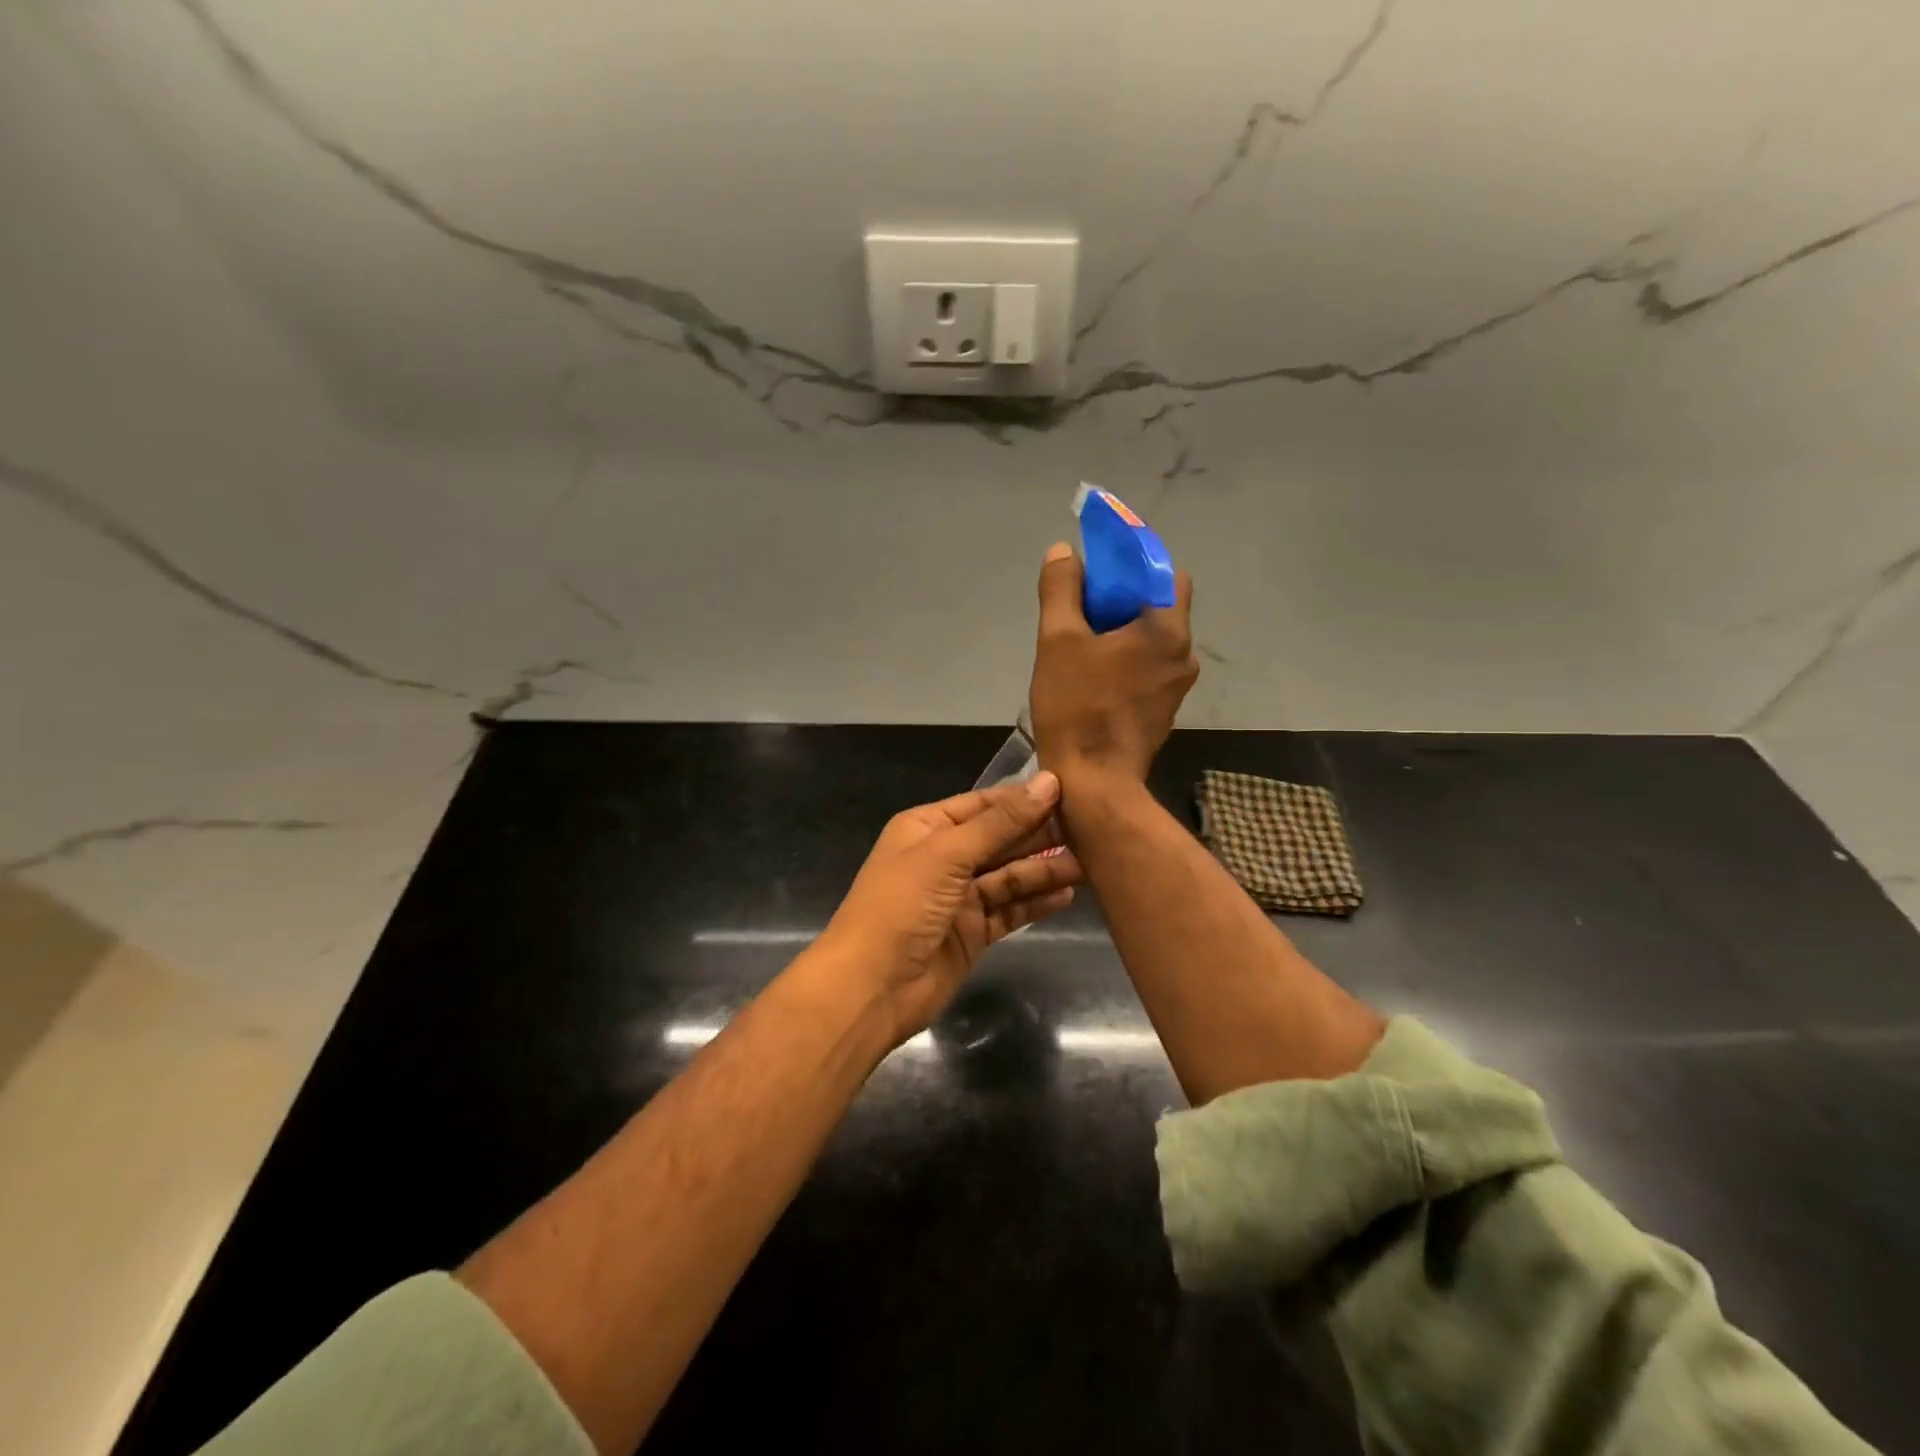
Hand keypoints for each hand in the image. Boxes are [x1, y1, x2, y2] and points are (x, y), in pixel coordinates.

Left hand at [814, 773, 1082, 1046]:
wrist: (871, 987)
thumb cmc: (901, 906)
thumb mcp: (947, 854)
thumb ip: (1000, 822)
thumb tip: (1047, 782)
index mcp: (927, 827)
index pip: (984, 804)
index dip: (1024, 799)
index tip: (1070, 791)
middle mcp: (943, 857)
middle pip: (1000, 839)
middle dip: (1040, 835)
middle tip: (1090, 829)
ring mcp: (958, 897)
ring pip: (1009, 876)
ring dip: (1044, 869)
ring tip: (1089, 863)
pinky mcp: (972, 932)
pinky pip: (1009, 910)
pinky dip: (1035, 902)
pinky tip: (1067, 894)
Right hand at [1028, 542, 1197, 786]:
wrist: (1094, 783)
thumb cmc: (1077, 707)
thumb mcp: (1058, 641)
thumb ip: (1061, 590)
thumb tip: (1064, 552)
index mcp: (1167, 629)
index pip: (1166, 572)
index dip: (1135, 563)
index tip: (1099, 569)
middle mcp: (1184, 653)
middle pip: (1159, 606)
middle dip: (1122, 598)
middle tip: (1081, 606)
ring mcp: (1177, 686)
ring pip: (1152, 640)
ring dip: (1122, 632)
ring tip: (1081, 642)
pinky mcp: (1164, 710)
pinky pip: (1148, 668)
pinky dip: (1126, 660)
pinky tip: (1092, 674)